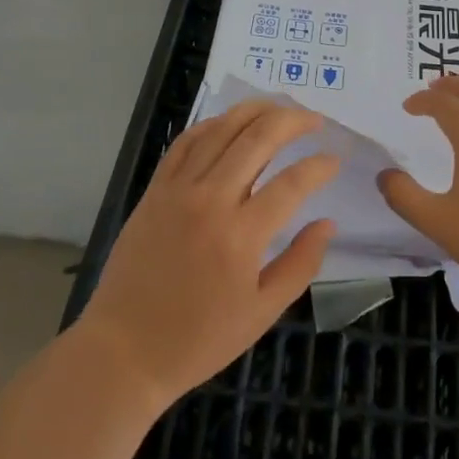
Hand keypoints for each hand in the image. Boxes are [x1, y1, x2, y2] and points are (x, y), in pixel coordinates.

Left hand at [76, 101, 339, 406]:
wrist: (124, 351)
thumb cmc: (198, 340)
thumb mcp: (261, 314)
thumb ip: (300, 265)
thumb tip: (327, 223)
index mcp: (241, 236)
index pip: (292, 183)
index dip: (319, 166)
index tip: (335, 160)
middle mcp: (211, 201)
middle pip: (259, 139)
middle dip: (293, 121)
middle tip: (315, 120)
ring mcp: (179, 190)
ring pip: (222, 129)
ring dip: (255, 111)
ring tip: (279, 107)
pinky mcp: (155, 189)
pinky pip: (186, 142)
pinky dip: (212, 124)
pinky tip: (230, 122)